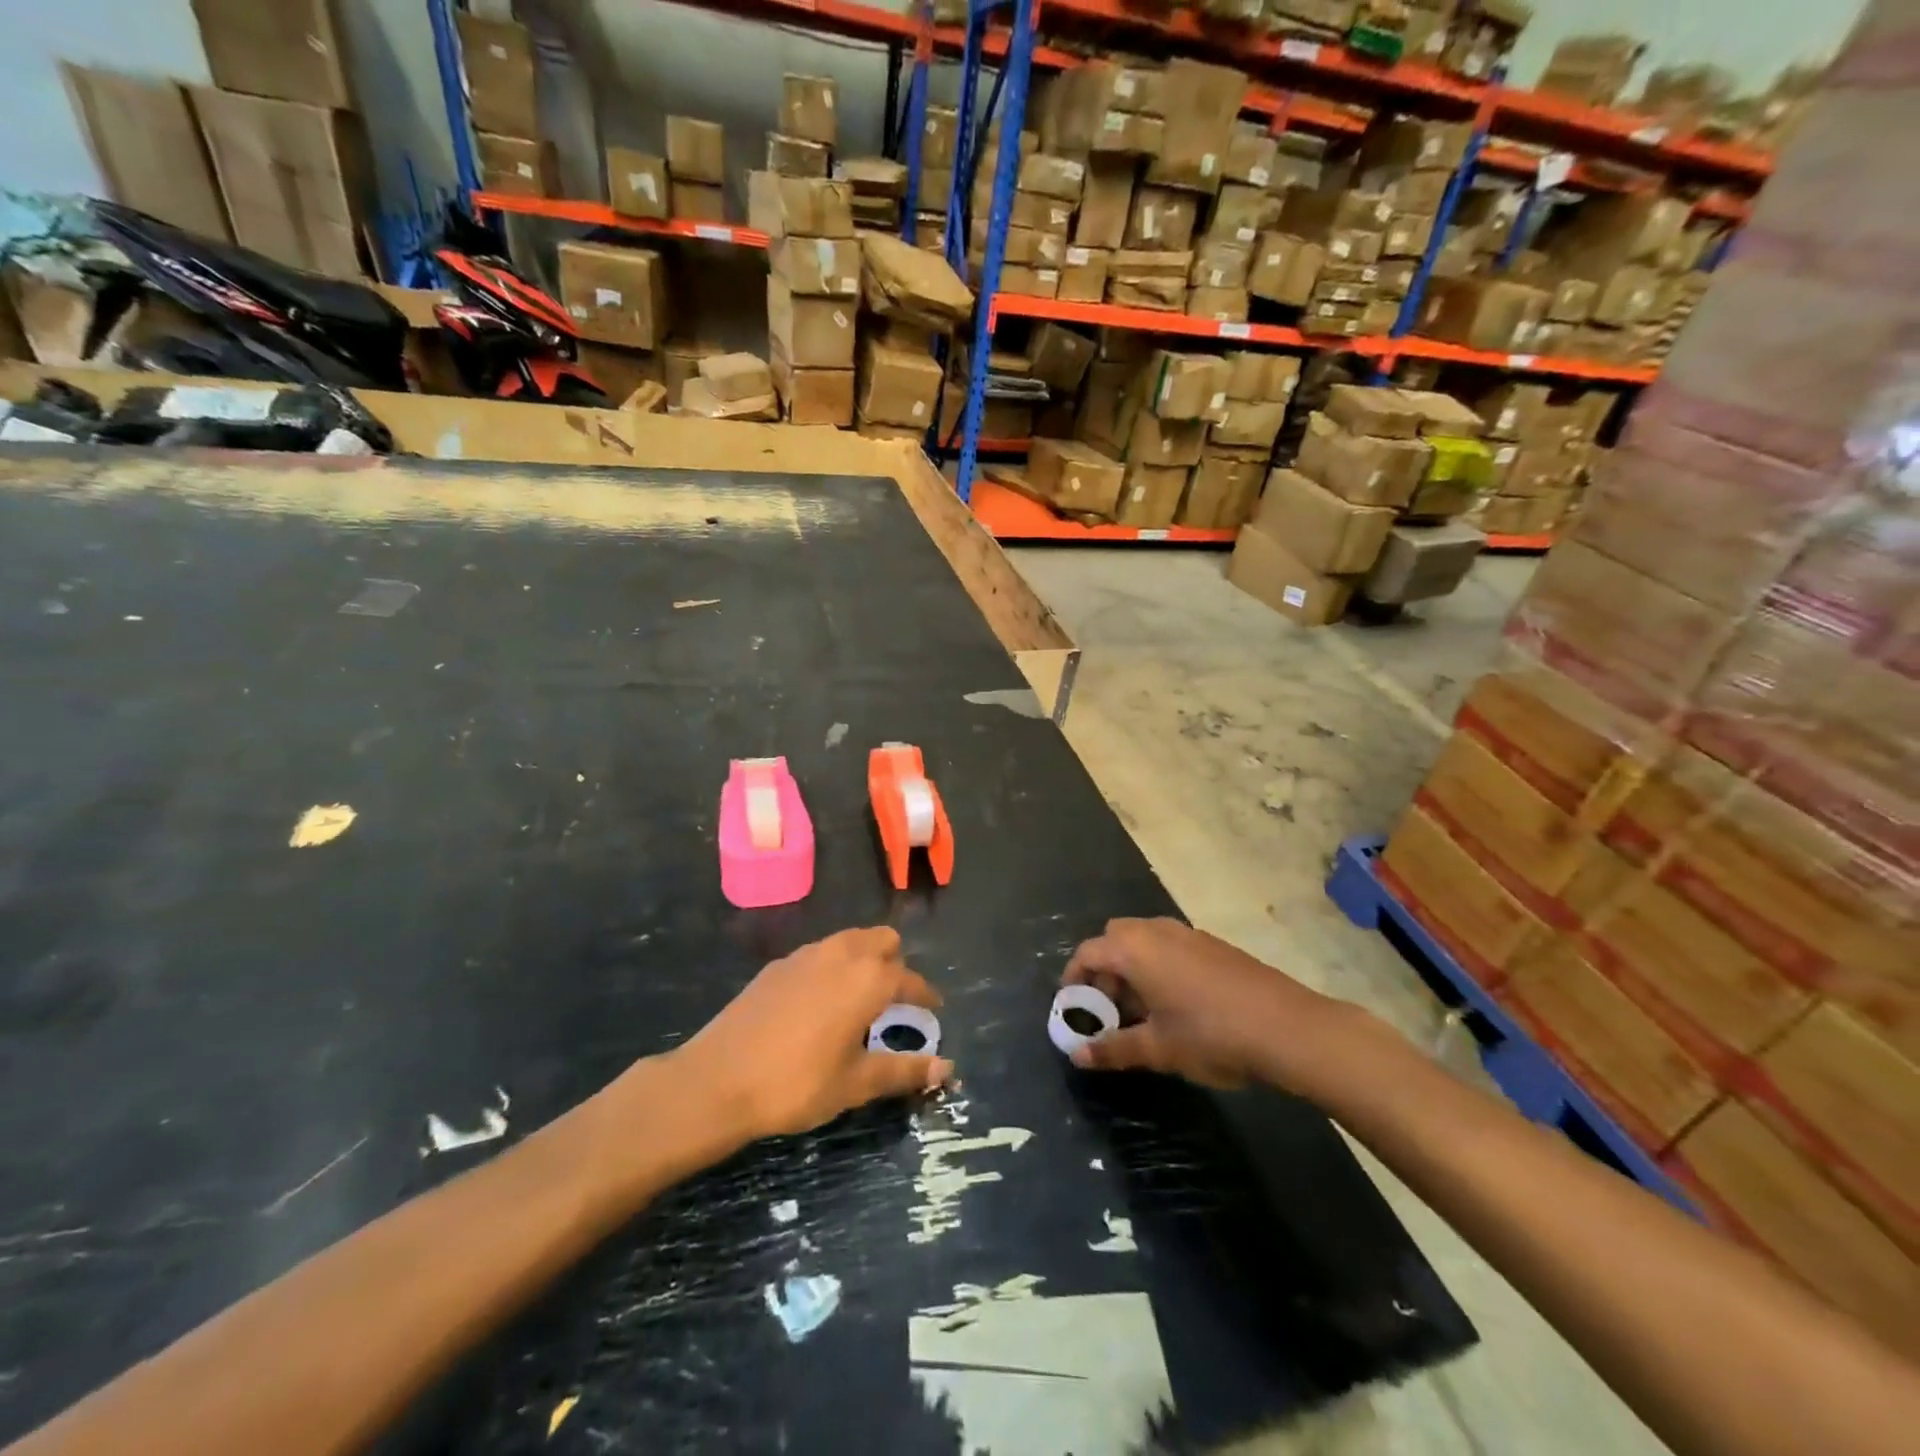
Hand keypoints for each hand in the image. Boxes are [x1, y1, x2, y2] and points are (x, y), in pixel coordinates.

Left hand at [674, 927, 952, 1139]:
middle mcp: (842, 954)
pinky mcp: (777, 965)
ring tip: (860, 997)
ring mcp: (806, 954)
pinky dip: (832, 966)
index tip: (934, 1008)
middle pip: (882, 939)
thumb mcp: (855, 1084)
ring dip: (864, 958)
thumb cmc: (797, 1083)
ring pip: (850, 940)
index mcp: (868, 979)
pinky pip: (819, 953)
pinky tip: (820, 1002)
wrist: (718, 1080)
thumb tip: (947, 1067)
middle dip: (896, 962)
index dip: (925, 994)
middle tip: (894, 999)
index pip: (910, 978)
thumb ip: (903, 1071)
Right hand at [1062, 918, 1344, 1090]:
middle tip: (1109, 1010)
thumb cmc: (1210, 1035)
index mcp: (1134, 949)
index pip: (1087, 953)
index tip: (1074, 1010)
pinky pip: (1171, 947)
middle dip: (1104, 970)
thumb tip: (1077, 1055)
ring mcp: (1189, 934)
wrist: (1288, 1028)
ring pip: (1145, 941)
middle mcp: (1157, 931)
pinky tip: (1177, 1006)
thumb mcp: (1157, 1048)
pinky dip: (1159, 967)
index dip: (1074, 980)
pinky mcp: (1214, 945)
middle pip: (1114, 939)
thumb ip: (1113, 1049)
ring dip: (1133, 968)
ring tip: (1142, 1013)